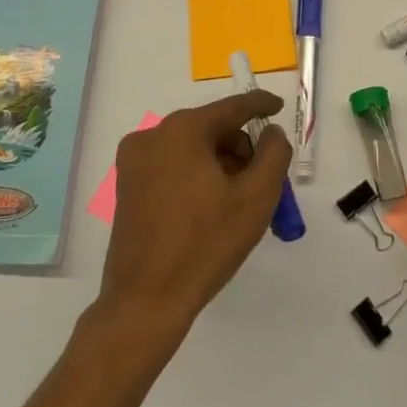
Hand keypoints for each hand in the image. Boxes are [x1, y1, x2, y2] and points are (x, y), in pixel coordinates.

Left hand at [99, 92, 292, 338]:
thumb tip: (272, 133)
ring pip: (191, 148)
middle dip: (241, 148)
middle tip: (262, 180)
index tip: (280, 107)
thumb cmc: (206, 244)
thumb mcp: (256, 197)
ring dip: (219, 164)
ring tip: (237, 201)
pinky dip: (195, 175)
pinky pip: (172, 165)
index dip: (261, 105)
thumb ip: (274, 154)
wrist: (146, 300)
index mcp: (183, 130)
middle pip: (211, 128)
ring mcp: (134, 161)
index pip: (232, 108)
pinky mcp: (126, 185)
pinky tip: (210, 207)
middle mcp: (153, 135)